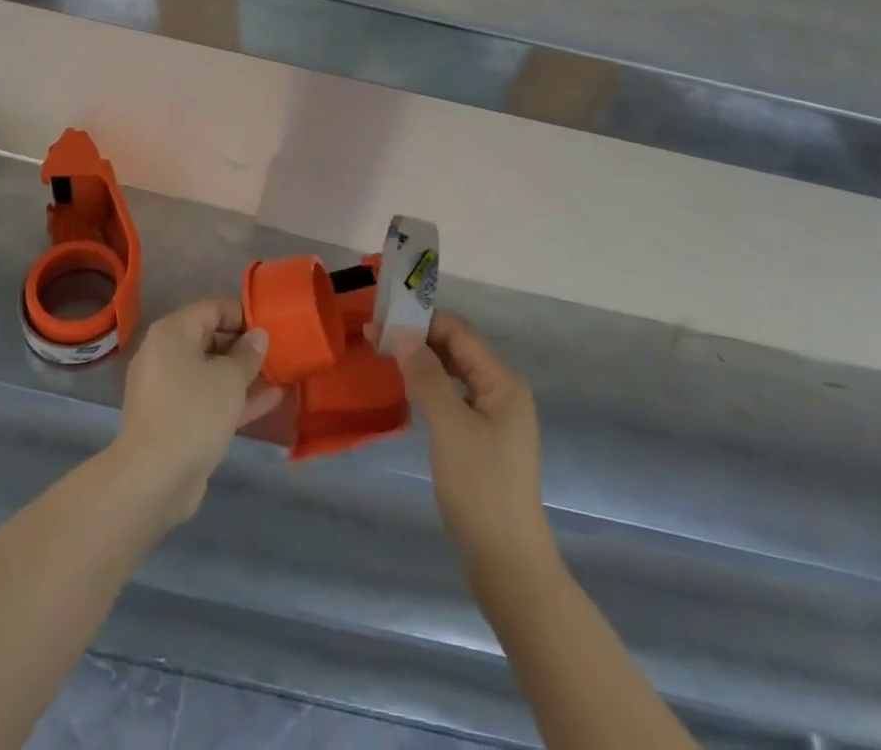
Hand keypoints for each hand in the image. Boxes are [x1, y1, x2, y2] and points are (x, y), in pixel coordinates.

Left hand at [113, 299, 282, 522]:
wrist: (153, 478)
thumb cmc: (193, 412)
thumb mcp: (229, 378)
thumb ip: (248, 354)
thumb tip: (258, 336)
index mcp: (172, 332)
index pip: (213, 309)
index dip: (244, 316)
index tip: (272, 328)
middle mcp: (165, 354)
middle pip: (210, 339)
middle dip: (244, 347)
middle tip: (278, 353)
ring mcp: (167, 389)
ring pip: (210, 372)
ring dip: (242, 375)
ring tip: (280, 374)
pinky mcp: (173, 419)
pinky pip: (206, 398)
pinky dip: (232, 398)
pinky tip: (269, 400)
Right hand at [390, 311, 552, 572]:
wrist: (507, 565)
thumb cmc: (480, 488)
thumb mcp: (450, 426)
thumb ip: (427, 376)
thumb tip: (401, 333)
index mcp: (503, 383)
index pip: (459, 333)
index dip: (421, 320)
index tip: (381, 316)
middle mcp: (502, 393)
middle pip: (457, 351)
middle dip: (418, 339)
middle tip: (373, 335)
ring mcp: (493, 420)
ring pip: (453, 375)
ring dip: (421, 363)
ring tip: (384, 355)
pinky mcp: (481, 442)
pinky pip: (452, 400)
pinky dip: (429, 389)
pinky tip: (406, 392)